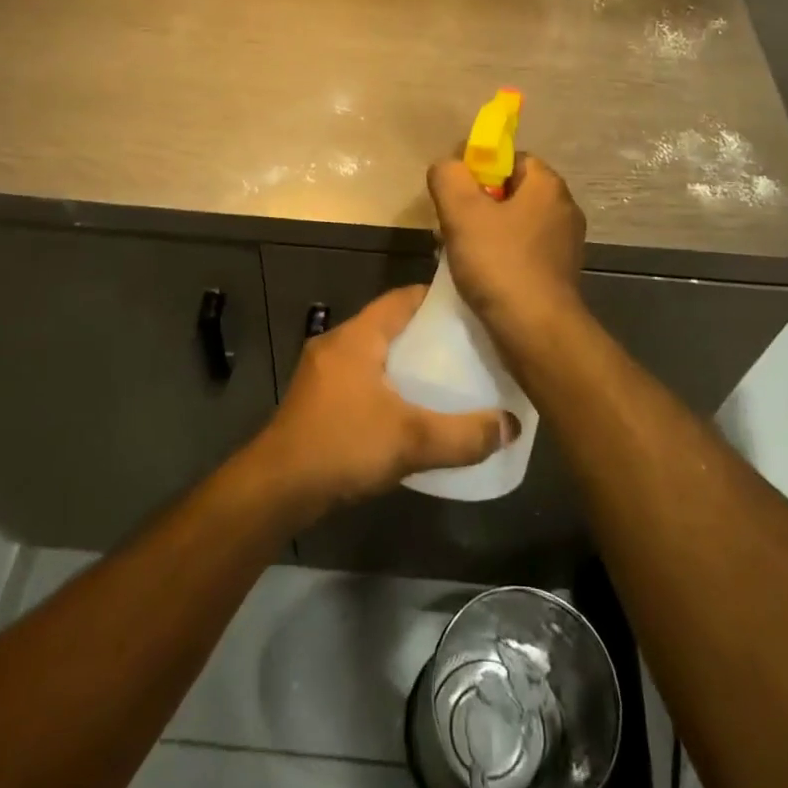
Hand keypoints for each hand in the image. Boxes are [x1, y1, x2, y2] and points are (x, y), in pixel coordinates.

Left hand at [250, 287, 519, 523]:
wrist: (276, 489)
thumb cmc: (342, 445)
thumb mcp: (411, 440)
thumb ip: (464, 434)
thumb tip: (511, 426)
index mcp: (357, 336)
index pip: (402, 298)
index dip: (437, 300)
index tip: (472, 310)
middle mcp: (337, 343)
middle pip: (390, 325)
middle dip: (428, 335)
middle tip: (469, 348)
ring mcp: (322, 372)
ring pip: (375, 354)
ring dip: (406, 362)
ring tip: (447, 379)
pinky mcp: (317, 400)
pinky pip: (361, 378)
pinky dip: (387, 384)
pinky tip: (409, 410)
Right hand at [427, 154, 586, 346]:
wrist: (536, 331)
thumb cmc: (500, 264)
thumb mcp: (462, 212)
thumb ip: (448, 176)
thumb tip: (447, 166)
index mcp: (548, 185)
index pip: (510, 158)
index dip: (478, 168)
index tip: (453, 191)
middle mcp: (563, 208)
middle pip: (511, 191)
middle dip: (477, 203)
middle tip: (450, 223)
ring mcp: (564, 244)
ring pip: (514, 223)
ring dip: (485, 232)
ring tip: (458, 252)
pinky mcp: (559, 274)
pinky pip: (522, 251)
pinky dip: (500, 256)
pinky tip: (479, 275)